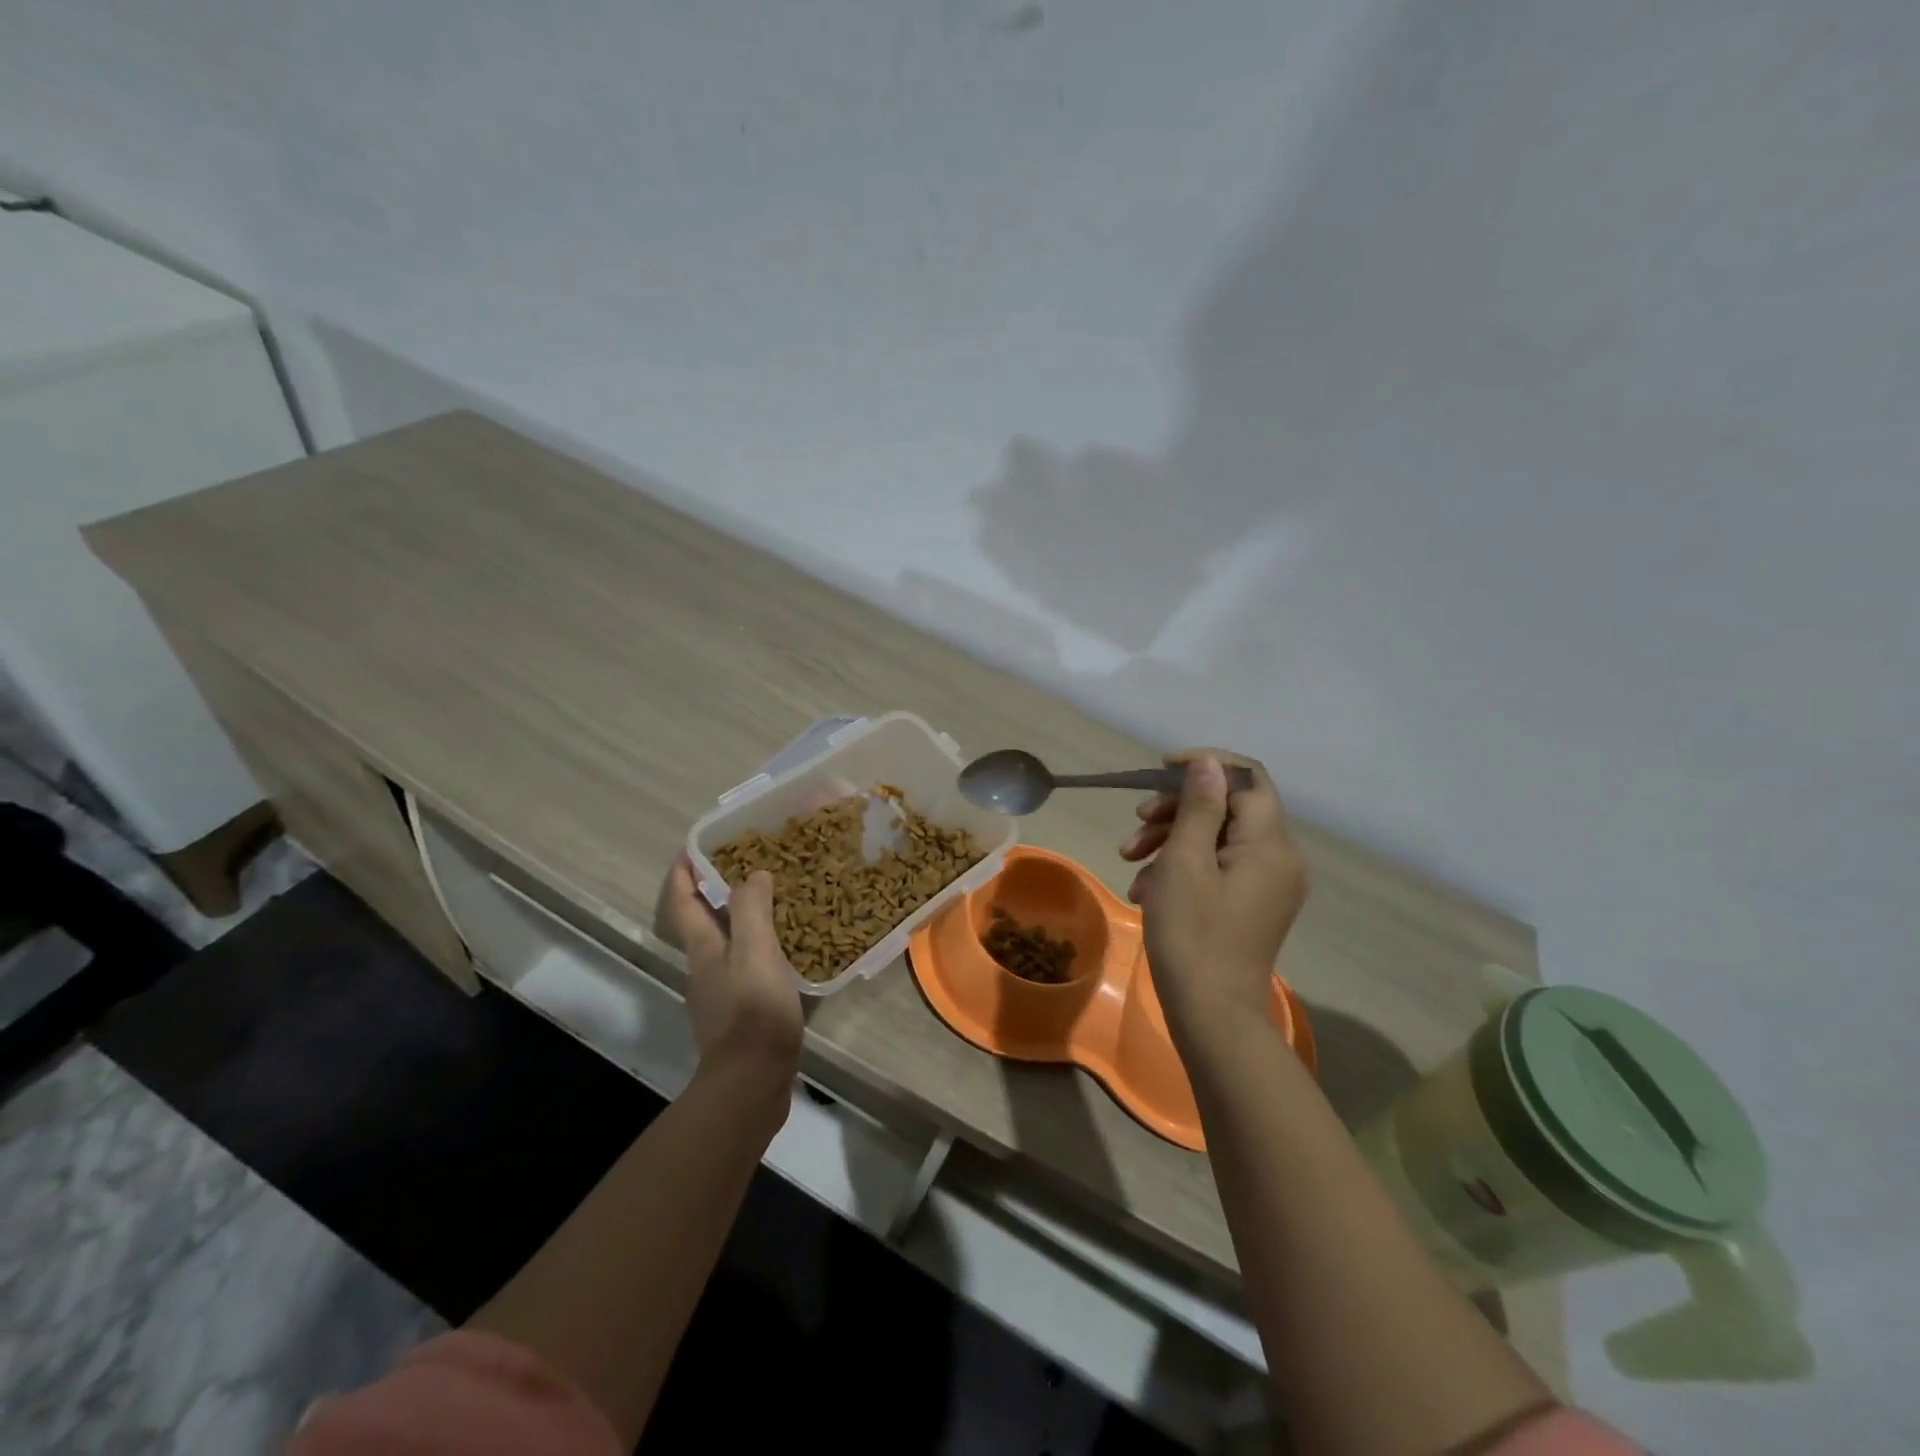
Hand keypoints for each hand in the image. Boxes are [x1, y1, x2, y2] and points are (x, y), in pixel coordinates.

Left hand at [659, 854, 803, 1086]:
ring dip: (741, 917)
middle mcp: (706, 967)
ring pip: (727, 943)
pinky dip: (759, 946)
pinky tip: (787, 946)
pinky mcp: (741, 1012)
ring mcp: (721, 992)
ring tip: (773, 898)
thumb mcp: (755, 951)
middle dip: (716, 890)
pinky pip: (747, 965)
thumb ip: (751, 910)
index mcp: (703, 949)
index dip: (683, 872)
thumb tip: (752, 875)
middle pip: (703, 921)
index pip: (683, 901)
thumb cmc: (753, 1010)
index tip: (692, 845)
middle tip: (747, 863)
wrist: (752, 1081)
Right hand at [1119, 751, 1308, 1050]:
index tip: (1161, 770)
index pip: (1247, 777)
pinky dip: (1182, 868)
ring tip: (1130, 861)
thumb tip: (1209, 763)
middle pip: (1228, 807)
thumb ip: (1199, 807)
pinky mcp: (1252, 905)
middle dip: (1177, 808)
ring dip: (1171, 839)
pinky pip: (1218, 868)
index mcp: (1270, 844)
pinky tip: (1145, 890)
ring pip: (1217, 838)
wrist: (1212, 1016)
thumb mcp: (1185, 862)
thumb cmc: (1193, 935)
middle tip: (1137, 822)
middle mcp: (1279, 858)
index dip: (1205, 764)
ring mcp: (1267, 885)